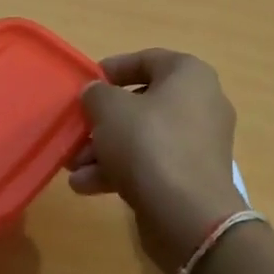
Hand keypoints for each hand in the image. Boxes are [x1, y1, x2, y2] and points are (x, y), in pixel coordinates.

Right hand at [67, 50, 244, 273]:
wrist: (188, 214)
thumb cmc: (149, 144)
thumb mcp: (109, 109)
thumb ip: (96, 94)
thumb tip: (96, 93)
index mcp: (189, 75)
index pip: (147, 59)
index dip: (112, 69)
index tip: (86, 84)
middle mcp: (201, 104)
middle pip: (141, 104)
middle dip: (102, 121)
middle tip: (76, 131)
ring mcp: (198, 144)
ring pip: (143, 138)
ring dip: (104, 150)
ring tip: (73, 167)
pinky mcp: (191, 177)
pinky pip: (151, 164)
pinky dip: (120, 171)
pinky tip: (86, 186)